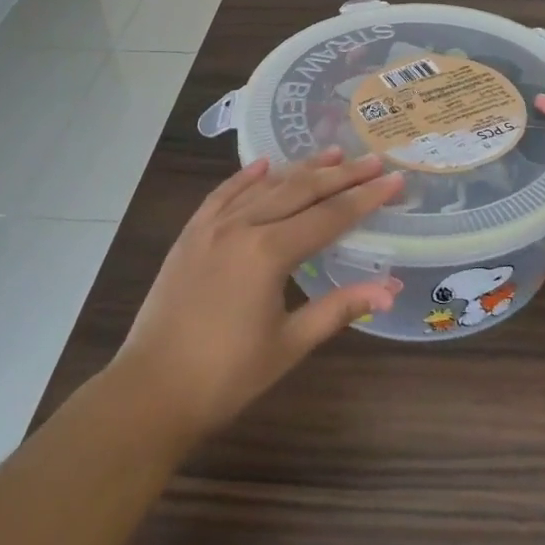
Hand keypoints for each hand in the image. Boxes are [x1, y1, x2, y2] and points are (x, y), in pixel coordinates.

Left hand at [112, 148, 403, 442]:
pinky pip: (223, 194)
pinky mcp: (190, 234)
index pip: (329, 216)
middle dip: (340, 175)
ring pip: (265, 187)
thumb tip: (391, 289)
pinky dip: (246, 177)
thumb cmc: (227, 375)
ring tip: (332, 153)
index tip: (394, 179)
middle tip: (373, 160)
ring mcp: (211, 226)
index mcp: (269, 252)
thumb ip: (340, 308)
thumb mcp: (290, 343)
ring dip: (300, 169)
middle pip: (300, 191)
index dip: (365, 197)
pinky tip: (264, 165)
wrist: (151, 391)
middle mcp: (242, 226)